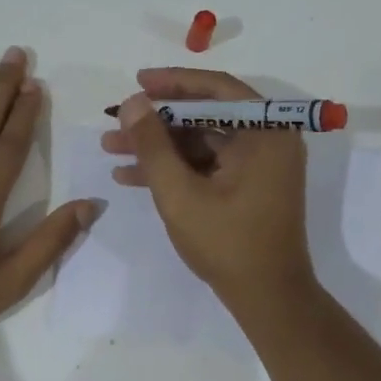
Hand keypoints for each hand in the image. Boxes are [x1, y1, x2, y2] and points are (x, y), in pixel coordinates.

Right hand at [100, 67, 313, 311]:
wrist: (268, 298)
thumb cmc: (228, 243)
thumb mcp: (180, 193)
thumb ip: (152, 145)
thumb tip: (131, 103)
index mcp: (266, 132)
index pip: (217, 90)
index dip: (173, 82)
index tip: (137, 82)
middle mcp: (269, 140)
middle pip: (205, 116)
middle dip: (157, 121)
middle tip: (116, 121)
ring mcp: (260, 165)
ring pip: (201, 142)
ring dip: (159, 147)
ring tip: (112, 149)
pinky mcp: (250, 186)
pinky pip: (208, 165)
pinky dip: (175, 168)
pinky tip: (132, 175)